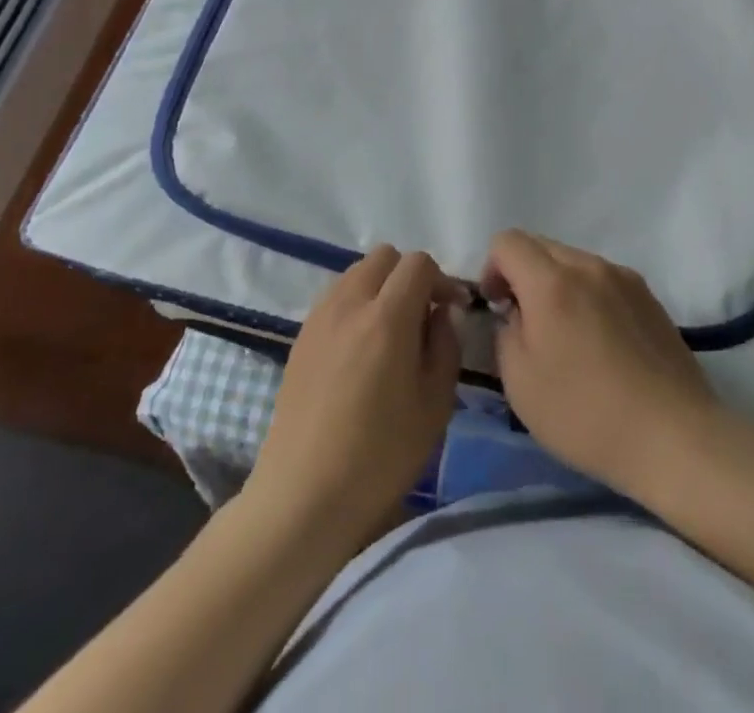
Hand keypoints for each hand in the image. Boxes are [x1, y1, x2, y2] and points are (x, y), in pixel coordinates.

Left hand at [248, 246, 461, 552]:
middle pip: (384, 257)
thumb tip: (442, 312)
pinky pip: (335, 297)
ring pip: (356, 272)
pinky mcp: (300, 337)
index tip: (452, 309)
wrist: (303, 497)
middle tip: (422, 315)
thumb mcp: (435, 404)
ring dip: (380, 287)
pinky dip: (355, 304)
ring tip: (390, 331)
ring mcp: (319, 318)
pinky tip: (361, 348)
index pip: (418, 263)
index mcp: (387, 317)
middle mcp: (350, 303)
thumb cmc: (379, 456)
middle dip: (409, 276)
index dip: (442, 279)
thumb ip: (446, 345)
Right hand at [479, 230, 725, 497]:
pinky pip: (603, 279)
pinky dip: (588, 295)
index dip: (492, 269)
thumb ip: (506, 332)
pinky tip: (600, 344)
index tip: (498, 308)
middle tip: (526, 324)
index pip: (508, 241)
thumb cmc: (586, 414)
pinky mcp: (649, 296)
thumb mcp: (521, 383)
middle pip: (541, 245)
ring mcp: (624, 278)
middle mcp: (589, 266)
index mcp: (552, 282)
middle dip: (523, 274)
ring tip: (566, 337)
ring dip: (557, 284)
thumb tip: (516, 313)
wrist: (673, 436)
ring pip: (574, 261)